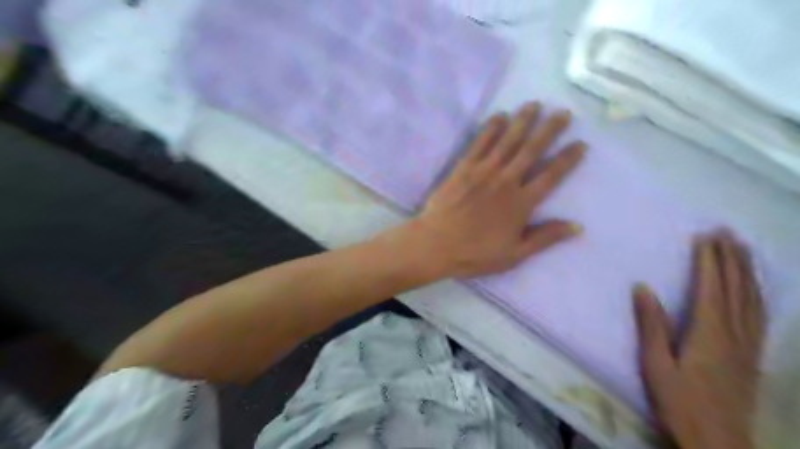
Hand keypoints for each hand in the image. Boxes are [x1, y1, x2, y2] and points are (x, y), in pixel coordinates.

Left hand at [408, 100, 585, 277]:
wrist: (436, 244)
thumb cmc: (475, 253)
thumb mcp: (514, 254)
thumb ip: (545, 238)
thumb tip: (578, 227)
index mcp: (521, 203)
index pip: (551, 176)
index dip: (568, 159)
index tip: (581, 143)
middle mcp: (506, 181)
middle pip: (532, 150)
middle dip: (549, 130)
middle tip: (563, 113)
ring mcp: (483, 172)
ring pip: (507, 141)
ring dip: (522, 121)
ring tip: (535, 104)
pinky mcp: (463, 168)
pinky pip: (479, 143)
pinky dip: (490, 128)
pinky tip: (499, 115)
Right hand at [635, 232, 764, 448]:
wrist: (718, 440)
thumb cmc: (679, 401)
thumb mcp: (655, 364)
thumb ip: (651, 325)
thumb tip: (643, 287)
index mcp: (708, 333)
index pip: (711, 287)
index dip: (709, 260)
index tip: (705, 236)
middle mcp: (734, 333)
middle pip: (736, 288)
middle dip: (731, 257)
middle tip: (726, 231)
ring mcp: (748, 344)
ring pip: (753, 299)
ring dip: (747, 271)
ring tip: (743, 248)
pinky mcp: (753, 355)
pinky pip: (761, 317)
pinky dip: (759, 294)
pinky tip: (756, 287)